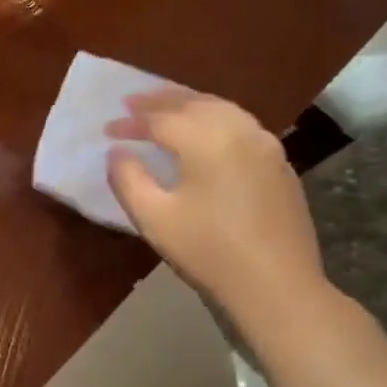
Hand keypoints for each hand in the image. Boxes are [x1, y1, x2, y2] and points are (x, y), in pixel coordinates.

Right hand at [105, 87, 327, 324]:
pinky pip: (241, 124)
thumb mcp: (153, 218)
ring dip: (190, 103)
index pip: (161, 120)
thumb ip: (128, 179)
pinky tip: (204, 130)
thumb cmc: (207, 251)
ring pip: (223, 109)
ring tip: (166, 107)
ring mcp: (266, 146)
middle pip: (196, 104)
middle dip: (160, 101)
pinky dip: (214, 117)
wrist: (276, 285)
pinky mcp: (279, 164)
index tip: (107, 130)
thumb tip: (118, 153)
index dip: (131, 122)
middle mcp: (241, 132)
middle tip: (132, 101)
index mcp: (208, 142)